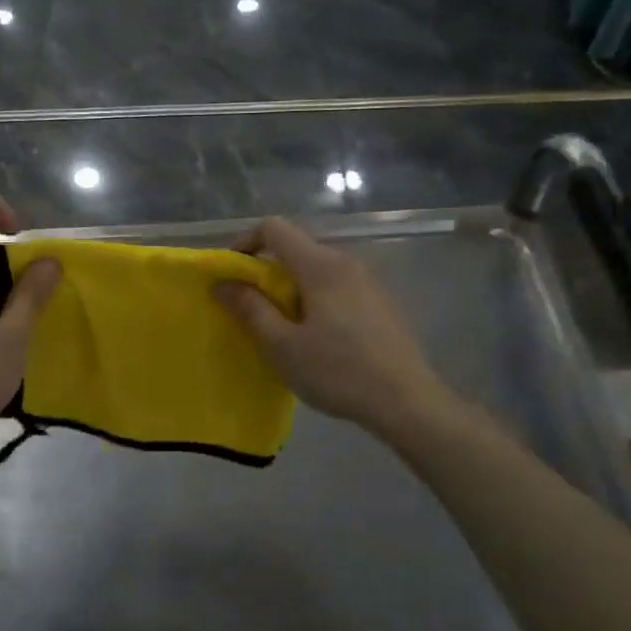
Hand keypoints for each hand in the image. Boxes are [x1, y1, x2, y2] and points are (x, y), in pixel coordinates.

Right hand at [214, 217, 451, 438]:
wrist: (407, 402)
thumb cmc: (338, 371)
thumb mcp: (282, 346)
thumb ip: (250, 309)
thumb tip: (223, 284)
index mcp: (320, 265)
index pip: (274, 228)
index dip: (245, 243)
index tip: (231, 275)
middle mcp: (346, 262)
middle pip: (296, 248)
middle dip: (266, 271)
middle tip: (250, 309)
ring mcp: (368, 282)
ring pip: (317, 270)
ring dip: (290, 288)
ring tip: (281, 328)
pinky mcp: (380, 303)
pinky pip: (337, 287)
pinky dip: (315, 299)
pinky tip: (317, 339)